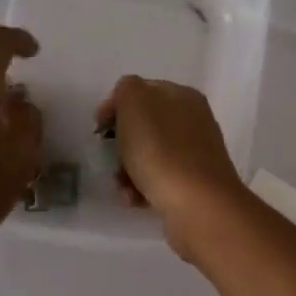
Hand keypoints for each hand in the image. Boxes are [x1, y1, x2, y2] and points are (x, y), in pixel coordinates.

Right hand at [95, 76, 248, 260]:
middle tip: (109, 157)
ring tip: (122, 186)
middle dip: (120, 144)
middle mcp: (193, 123)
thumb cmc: (161, 150)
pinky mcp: (192, 187)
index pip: (142, 91)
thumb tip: (125, 103)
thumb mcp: (135, 103)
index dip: (116, 106)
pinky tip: (134, 200)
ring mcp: (195, 156)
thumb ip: (126, 90)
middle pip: (144, 127)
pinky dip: (141, 190)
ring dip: (126, 171)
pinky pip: (157, 182)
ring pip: (148, 156)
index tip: (99, 128)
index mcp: (183, 97)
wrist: (197, 205)